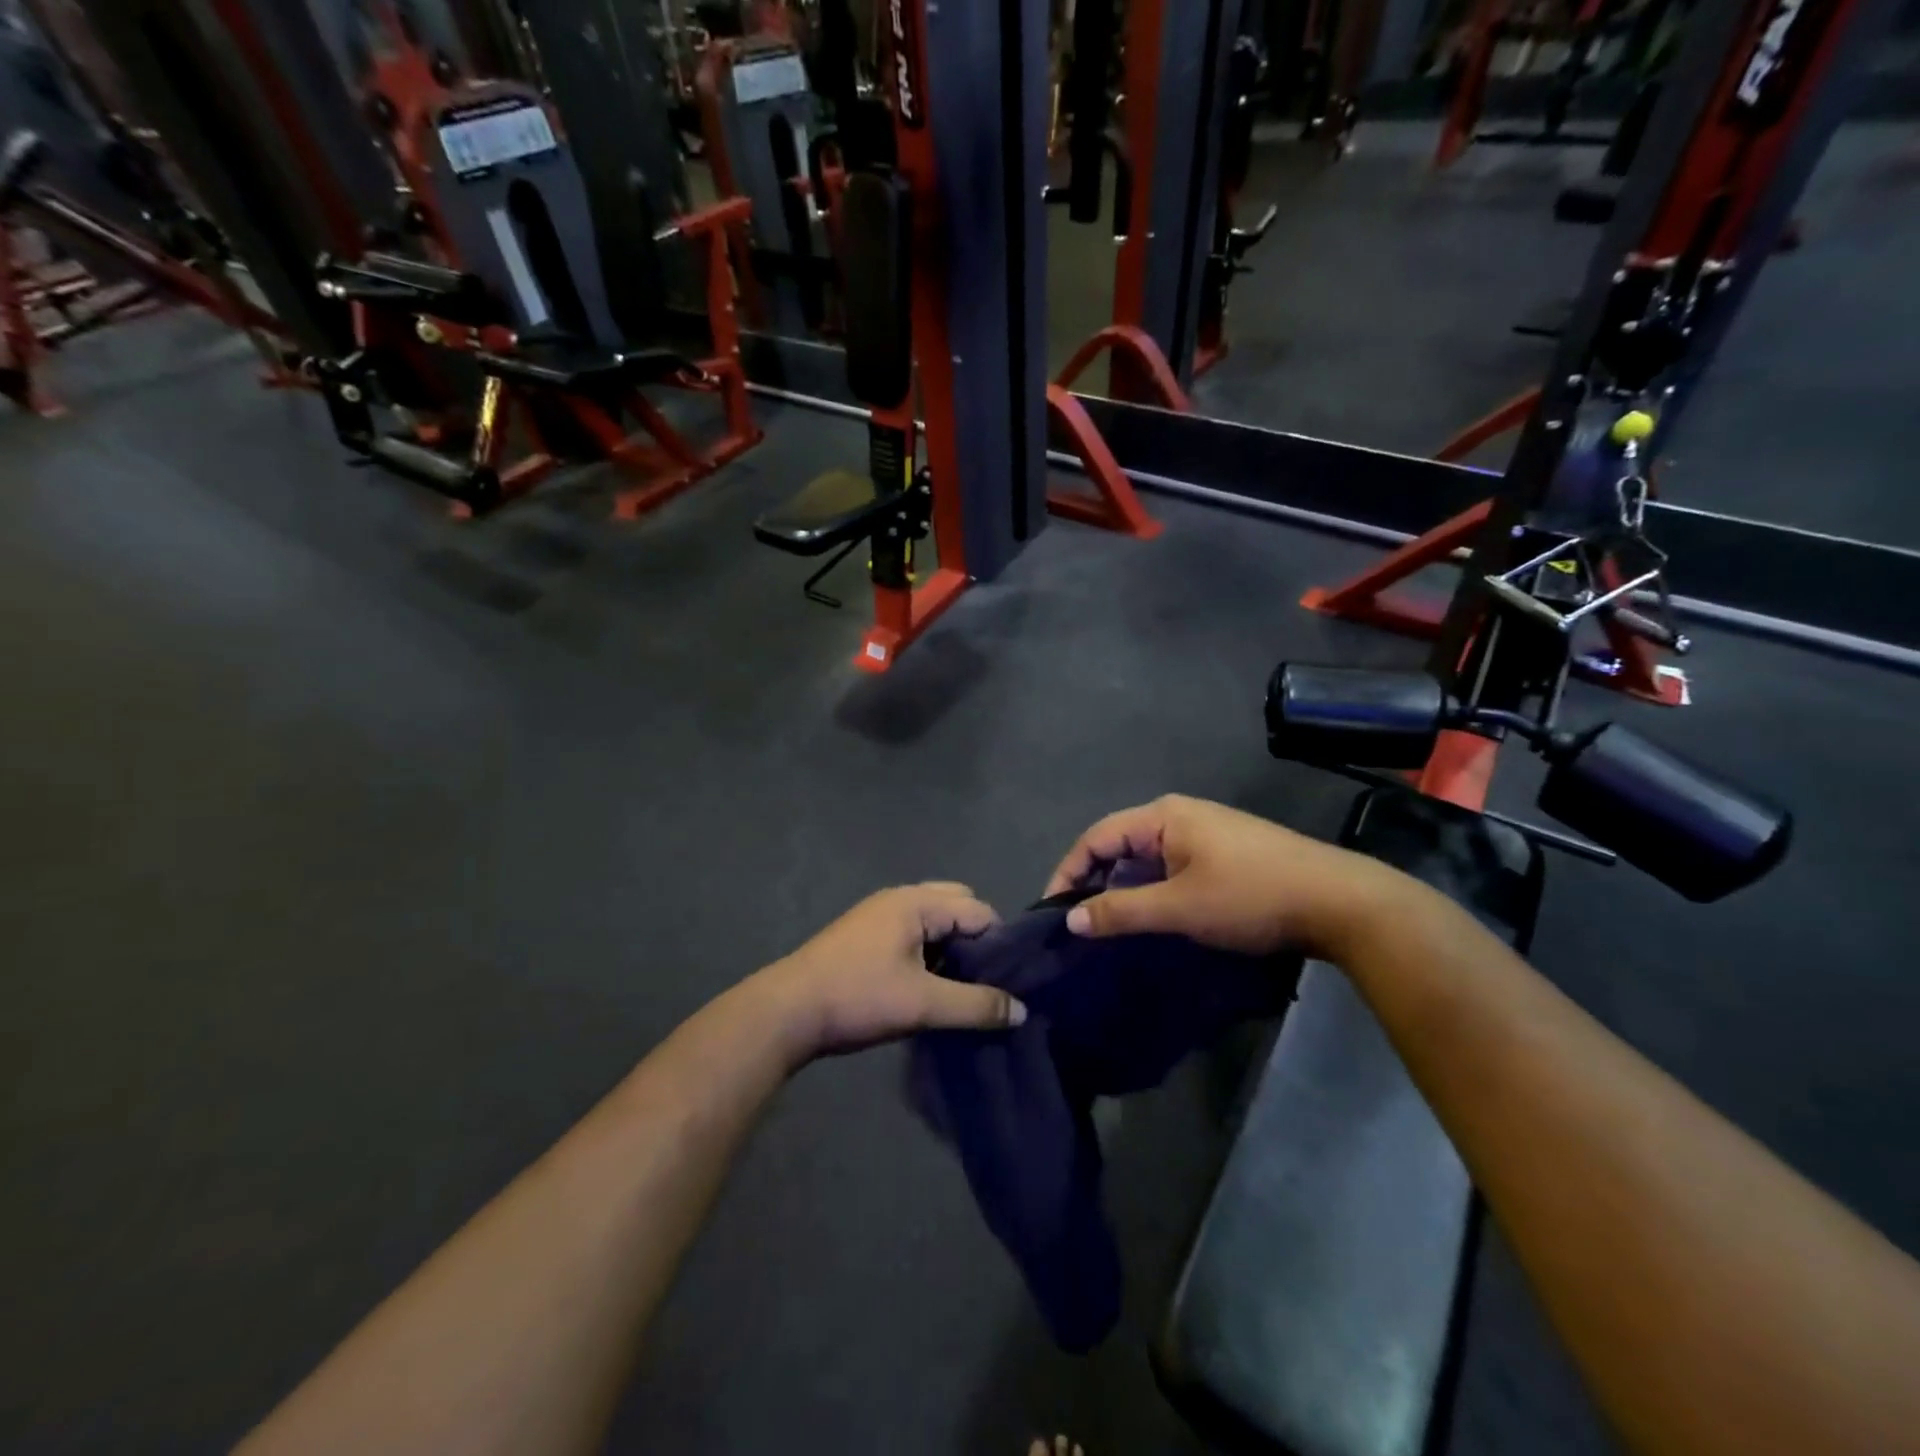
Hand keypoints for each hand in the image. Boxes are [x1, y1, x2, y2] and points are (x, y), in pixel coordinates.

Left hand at [757, 884, 1024, 1059]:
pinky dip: (928, 952)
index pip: (978, 910)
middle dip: (975, 940)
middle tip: (981, 980)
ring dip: (950, 948)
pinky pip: (912, 933)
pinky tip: (927, 986)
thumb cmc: (858, 997)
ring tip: (958, 988)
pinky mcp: (864, 935)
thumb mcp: (923, 1004)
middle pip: (957, 906)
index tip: (1008, 981)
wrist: (787, 1011)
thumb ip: (976, 1006)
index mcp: (917, 902)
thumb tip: (1021, 1011)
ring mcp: (878, 914)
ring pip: (933, 921)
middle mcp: (900, 898)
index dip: (998, 943)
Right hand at [1043, 794, 1399, 957]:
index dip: (1069, 872)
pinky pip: (1171, 866)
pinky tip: (1154, 917)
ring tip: (1110, 925)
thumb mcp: (1179, 908)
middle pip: (1119, 844)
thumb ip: (1120, 911)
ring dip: (1125, 889)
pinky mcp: (1225, 852)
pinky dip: (1153, 889)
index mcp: (1163, 816)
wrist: (1340, 902)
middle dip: (1095, 881)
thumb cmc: (1250, 896)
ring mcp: (1206, 832)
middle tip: (1079, 923)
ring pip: (1147, 858)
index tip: (1052, 911)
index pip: (1097, 837)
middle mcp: (1180, 815)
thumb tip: (1070, 919)